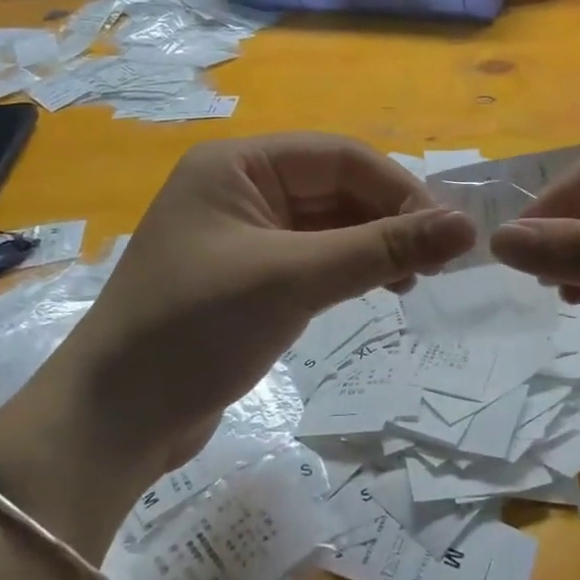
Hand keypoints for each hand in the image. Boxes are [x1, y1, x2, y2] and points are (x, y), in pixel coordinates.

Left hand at [52, 134, 474, 479]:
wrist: (112, 422)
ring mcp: (243, 233)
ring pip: (329, 223)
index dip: (398, 187)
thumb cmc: (196, 329)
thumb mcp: (294, 280)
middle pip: (336, 187)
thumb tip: (466, 227)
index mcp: (238, 164)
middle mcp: (240, 187)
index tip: (448, 231)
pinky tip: (379, 289)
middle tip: (439, 261)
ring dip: (374, 245)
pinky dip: (349, 269)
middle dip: (388, 219)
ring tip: (413, 281)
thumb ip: (382, 248)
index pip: (339, 156)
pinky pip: (313, 256)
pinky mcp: (248, 276)